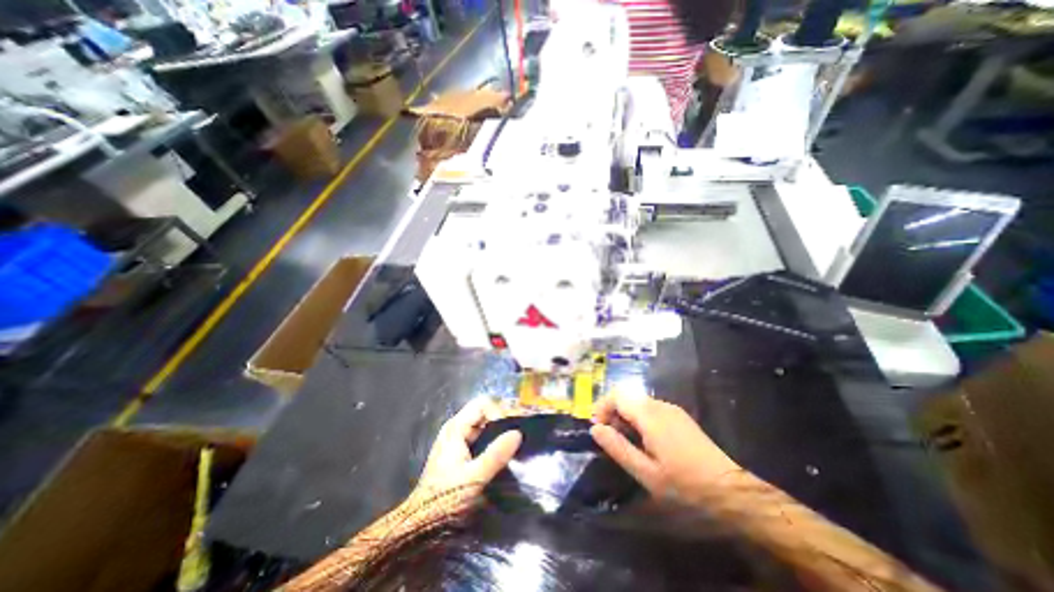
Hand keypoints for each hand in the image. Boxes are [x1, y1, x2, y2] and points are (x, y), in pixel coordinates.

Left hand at [417, 397, 521, 498]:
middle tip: (520, 431)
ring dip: (500, 430)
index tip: (512, 429)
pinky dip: (494, 440)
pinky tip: (506, 451)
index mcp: (456, 428)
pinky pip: (482, 438)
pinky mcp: (461, 453)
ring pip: (483, 426)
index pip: (483, 404)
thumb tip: (518, 433)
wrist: (421, 526)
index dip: (499, 412)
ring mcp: (457, 441)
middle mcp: (456, 429)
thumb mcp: (474, 477)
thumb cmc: (446, 499)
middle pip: (483, 412)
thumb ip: (496, 454)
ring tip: (517, 440)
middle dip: (502, 419)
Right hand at [592, 390, 739, 502]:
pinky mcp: (679, 416)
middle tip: (608, 437)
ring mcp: (671, 409)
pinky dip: (638, 418)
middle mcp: (660, 405)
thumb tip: (595, 429)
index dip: (602, 407)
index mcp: (650, 415)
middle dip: (612, 411)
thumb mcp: (646, 473)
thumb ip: (618, 448)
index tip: (597, 428)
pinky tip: (643, 440)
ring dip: (624, 415)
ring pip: (638, 402)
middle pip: (627, 396)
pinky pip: (650, 408)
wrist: (731, 492)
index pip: (617, 395)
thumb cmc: (685, 485)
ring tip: (624, 441)